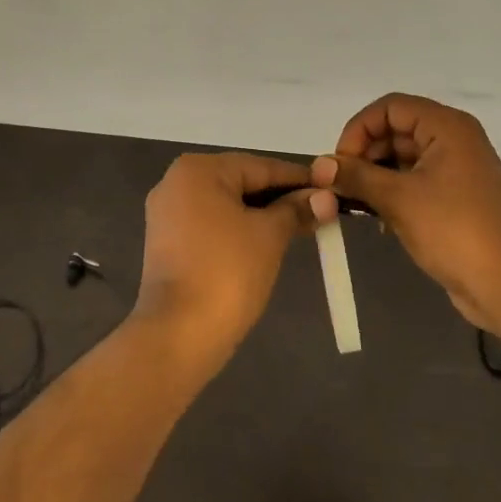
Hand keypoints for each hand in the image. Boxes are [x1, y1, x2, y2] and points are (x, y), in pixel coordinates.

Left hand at [134, 153, 337, 372]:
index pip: (261, 166)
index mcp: (198, 169)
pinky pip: (212, 225)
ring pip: (227, 205)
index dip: (300, 178)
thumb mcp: (270, 235)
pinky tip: (267, 243)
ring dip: (262, 215)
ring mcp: (167, 213)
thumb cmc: (227, 272)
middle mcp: (176, 182)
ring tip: (301, 227)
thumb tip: (326, 198)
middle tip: (321, 211)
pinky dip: (239, 230)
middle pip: (242, 182)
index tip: (333, 188)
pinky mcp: (167, 243)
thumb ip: (296, 210)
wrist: (177, 335)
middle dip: (281, 197)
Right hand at [312, 94, 500, 335]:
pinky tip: (377, 219)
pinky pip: (415, 181)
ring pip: (403, 158)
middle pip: (396, 130)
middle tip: (340, 186)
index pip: (390, 107)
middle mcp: (454, 139)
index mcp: (446, 127)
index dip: (359, 129)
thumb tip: (319, 165)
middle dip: (365, 154)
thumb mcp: (398, 200)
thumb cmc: (454, 230)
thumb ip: (356, 176)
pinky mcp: (456, 198)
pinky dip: (393, 192)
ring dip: (376, 176)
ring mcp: (457, 169)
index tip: (339, 163)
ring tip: (353, 203)